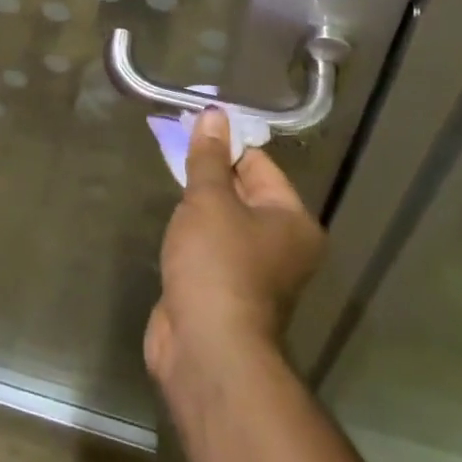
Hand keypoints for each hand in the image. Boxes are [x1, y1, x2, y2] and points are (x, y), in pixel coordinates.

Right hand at [145, 108, 323, 390]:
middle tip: (173, 145)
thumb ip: (208, 158)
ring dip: (198, 205)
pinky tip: (171, 224)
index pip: (259, 164)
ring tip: (169, 178)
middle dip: (210, 171)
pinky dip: (192, 234)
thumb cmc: (217, 263)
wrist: (206, 347)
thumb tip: (214, 114)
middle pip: (244, 191)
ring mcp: (254, 271)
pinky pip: (210, 248)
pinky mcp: (226, 290)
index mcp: (292, 220)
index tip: (191, 126)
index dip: (226, 143)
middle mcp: (282, 245)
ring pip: (224, 221)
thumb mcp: (209, 199)